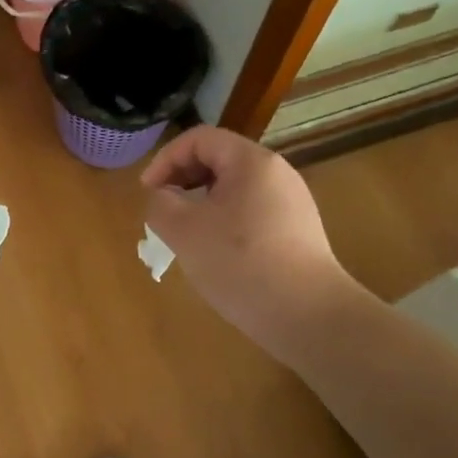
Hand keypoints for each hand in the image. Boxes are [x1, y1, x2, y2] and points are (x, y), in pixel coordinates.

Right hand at [141, 126, 356, 354]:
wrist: (310, 318)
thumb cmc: (241, 264)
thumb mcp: (184, 231)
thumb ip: (161, 204)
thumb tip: (163, 197)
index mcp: (251, 162)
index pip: (198, 139)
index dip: (165, 159)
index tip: (147, 192)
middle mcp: (276, 173)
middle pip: (218, 159)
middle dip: (182, 179)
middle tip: (162, 210)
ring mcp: (292, 202)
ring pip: (233, 187)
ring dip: (201, 201)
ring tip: (185, 233)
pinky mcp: (298, 231)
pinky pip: (251, 211)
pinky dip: (224, 220)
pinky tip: (216, 252)